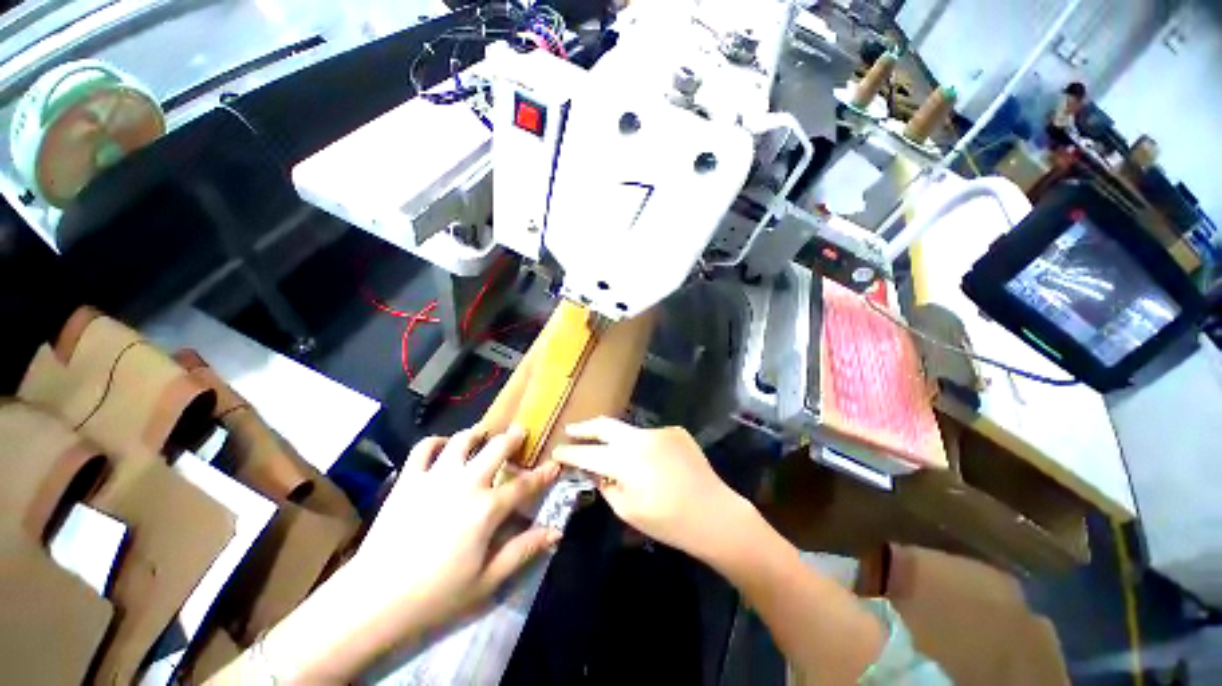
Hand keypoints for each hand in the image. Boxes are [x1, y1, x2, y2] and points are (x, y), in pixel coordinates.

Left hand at [354, 426, 562, 628]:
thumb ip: (523, 550)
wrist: (375, 599)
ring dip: (477, 434)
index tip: (555, 464)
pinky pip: (424, 448)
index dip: (543, 474)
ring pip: (463, 440)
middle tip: (520, 432)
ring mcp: (435, 477)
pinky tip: (444, 446)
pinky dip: (437, 441)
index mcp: (487, 509)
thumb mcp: (487, 580)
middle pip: (497, 449)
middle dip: (513, 438)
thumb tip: (556, 532)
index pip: (525, 485)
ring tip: (483, 435)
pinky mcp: (409, 480)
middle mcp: (466, 483)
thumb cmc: (437, 594)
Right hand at [552, 417, 747, 557]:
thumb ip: (606, 485)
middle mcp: (639, 438)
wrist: (714, 513)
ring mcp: (659, 431)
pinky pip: (650, 437)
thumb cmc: (668, 521)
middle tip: (571, 430)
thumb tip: (597, 471)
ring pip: (628, 431)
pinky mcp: (675, 431)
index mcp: (624, 461)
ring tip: (609, 450)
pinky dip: (642, 446)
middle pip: (605, 426)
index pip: (588, 454)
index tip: (557, 451)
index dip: (569, 453)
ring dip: (616, 439)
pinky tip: (649, 462)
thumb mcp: (628, 509)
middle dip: (585, 428)